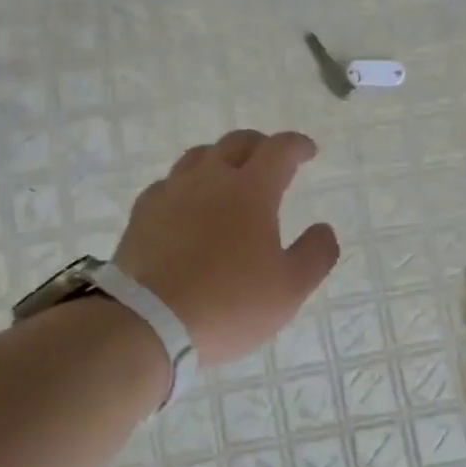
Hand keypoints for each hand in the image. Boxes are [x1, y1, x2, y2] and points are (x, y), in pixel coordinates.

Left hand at [112, 129, 340, 366]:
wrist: (148, 323)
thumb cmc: (229, 304)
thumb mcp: (290, 289)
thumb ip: (315, 254)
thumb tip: (323, 229)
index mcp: (251, 191)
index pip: (279, 150)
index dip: (297, 145)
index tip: (309, 151)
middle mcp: (209, 180)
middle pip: (236, 143)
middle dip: (260, 146)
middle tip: (271, 161)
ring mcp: (170, 194)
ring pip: (198, 157)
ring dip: (221, 159)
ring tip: (229, 178)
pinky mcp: (142, 214)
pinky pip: (168, 184)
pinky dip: (187, 185)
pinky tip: (188, 206)